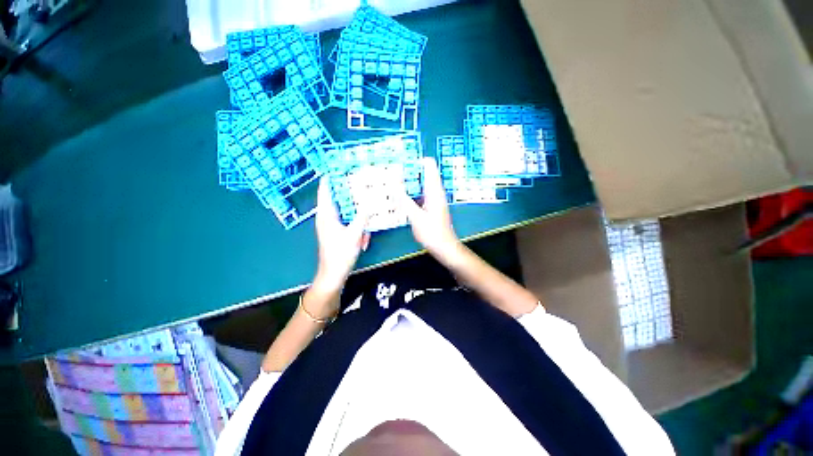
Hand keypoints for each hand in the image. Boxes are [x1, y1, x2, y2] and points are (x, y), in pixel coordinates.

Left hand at [314, 177, 369, 293]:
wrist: (334, 274)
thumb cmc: (340, 254)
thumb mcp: (354, 234)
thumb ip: (362, 218)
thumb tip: (369, 204)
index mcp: (326, 214)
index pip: (326, 191)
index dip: (331, 178)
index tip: (339, 167)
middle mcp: (327, 217)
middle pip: (338, 199)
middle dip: (350, 194)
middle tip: (363, 185)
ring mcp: (332, 226)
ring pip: (346, 213)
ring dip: (357, 215)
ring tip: (368, 214)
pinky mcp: (338, 233)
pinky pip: (349, 224)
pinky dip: (357, 228)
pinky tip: (364, 238)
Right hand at [399, 157, 462, 262]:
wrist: (444, 247)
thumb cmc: (432, 233)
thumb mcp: (415, 216)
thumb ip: (404, 200)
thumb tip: (393, 184)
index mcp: (434, 190)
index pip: (429, 165)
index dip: (416, 160)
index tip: (401, 162)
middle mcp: (436, 192)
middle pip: (423, 173)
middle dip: (409, 171)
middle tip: (393, 173)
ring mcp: (434, 199)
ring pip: (421, 184)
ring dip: (409, 182)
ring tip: (394, 183)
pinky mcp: (432, 207)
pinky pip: (421, 194)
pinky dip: (412, 193)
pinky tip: (402, 198)